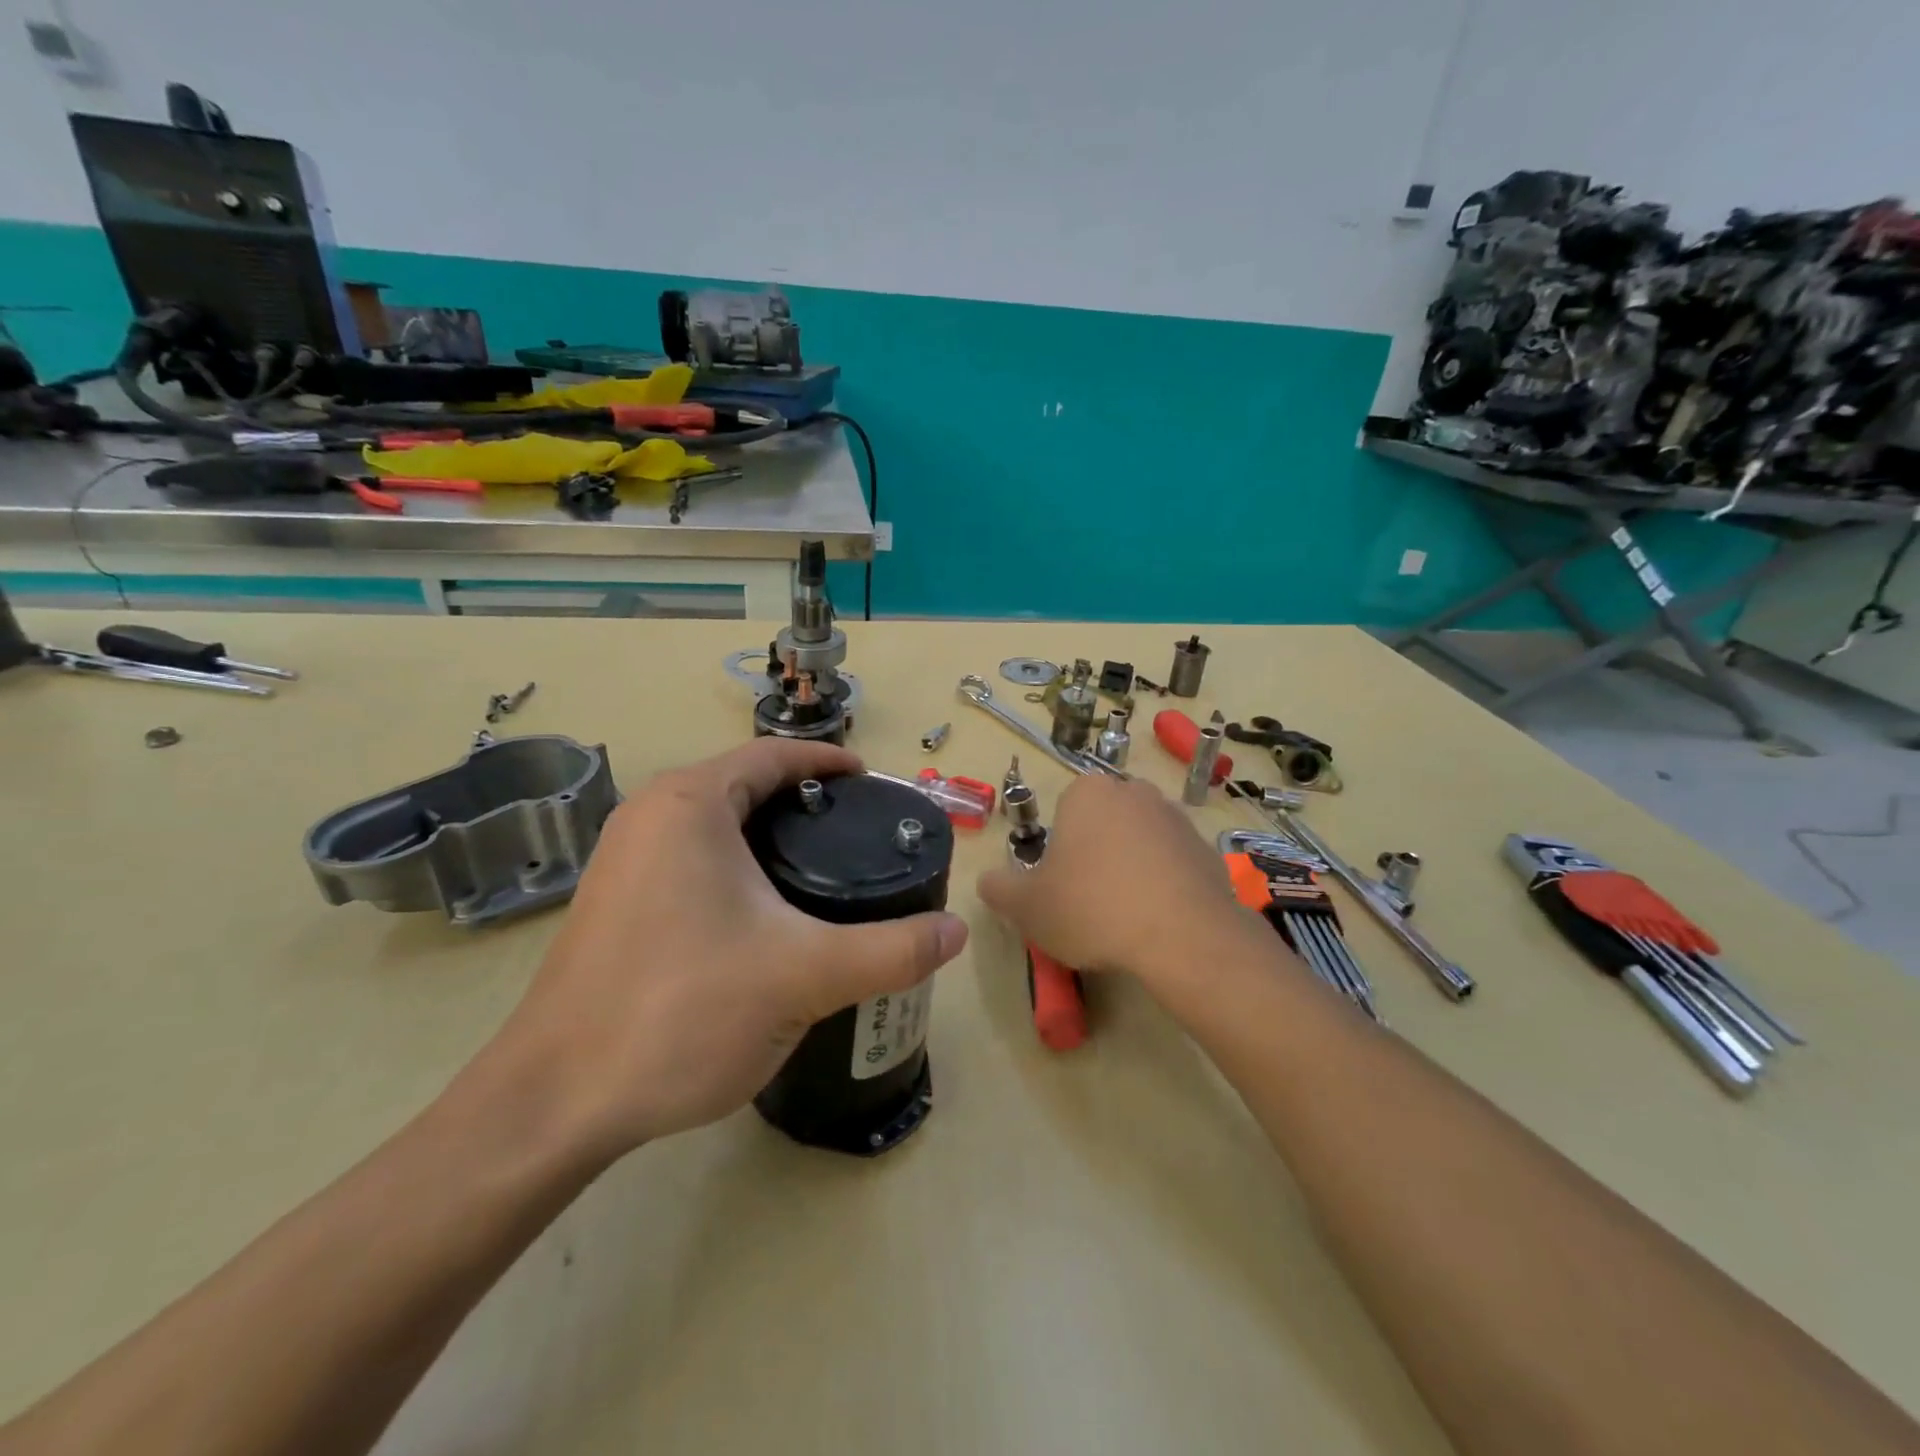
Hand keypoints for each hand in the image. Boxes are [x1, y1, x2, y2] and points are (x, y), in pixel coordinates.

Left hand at [487, 739, 968, 1158]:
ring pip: (715, 826)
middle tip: (857, 834)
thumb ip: (891, 950)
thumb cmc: (681, 1011)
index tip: (871, 783)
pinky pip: (690, 861)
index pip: (771, 755)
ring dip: (767, 835)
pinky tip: (765, 916)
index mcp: (689, 804)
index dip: (827, 763)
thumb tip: (956, 932)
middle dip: (802, 801)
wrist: (554, 1103)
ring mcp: (623, 861)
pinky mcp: (614, 904)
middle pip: (744, 785)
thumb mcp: (804, 975)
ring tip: (822, 872)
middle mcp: (648, 817)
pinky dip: (736, 868)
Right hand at [976, 774, 1258, 993]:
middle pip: (1103, 823)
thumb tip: (987, 881)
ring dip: (1131, 867)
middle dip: (1095, 853)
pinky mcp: (1207, 848)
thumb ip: (999, 889)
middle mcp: (1133, 792)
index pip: (1064, 812)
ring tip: (1125, 916)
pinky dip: (1164, 884)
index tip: (1061, 886)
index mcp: (1088, 792)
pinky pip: (1173, 863)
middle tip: (1088, 901)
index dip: (1059, 850)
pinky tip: (1158, 920)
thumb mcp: (1027, 906)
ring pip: (1139, 840)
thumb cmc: (1092, 908)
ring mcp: (1176, 817)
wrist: (1182, 936)